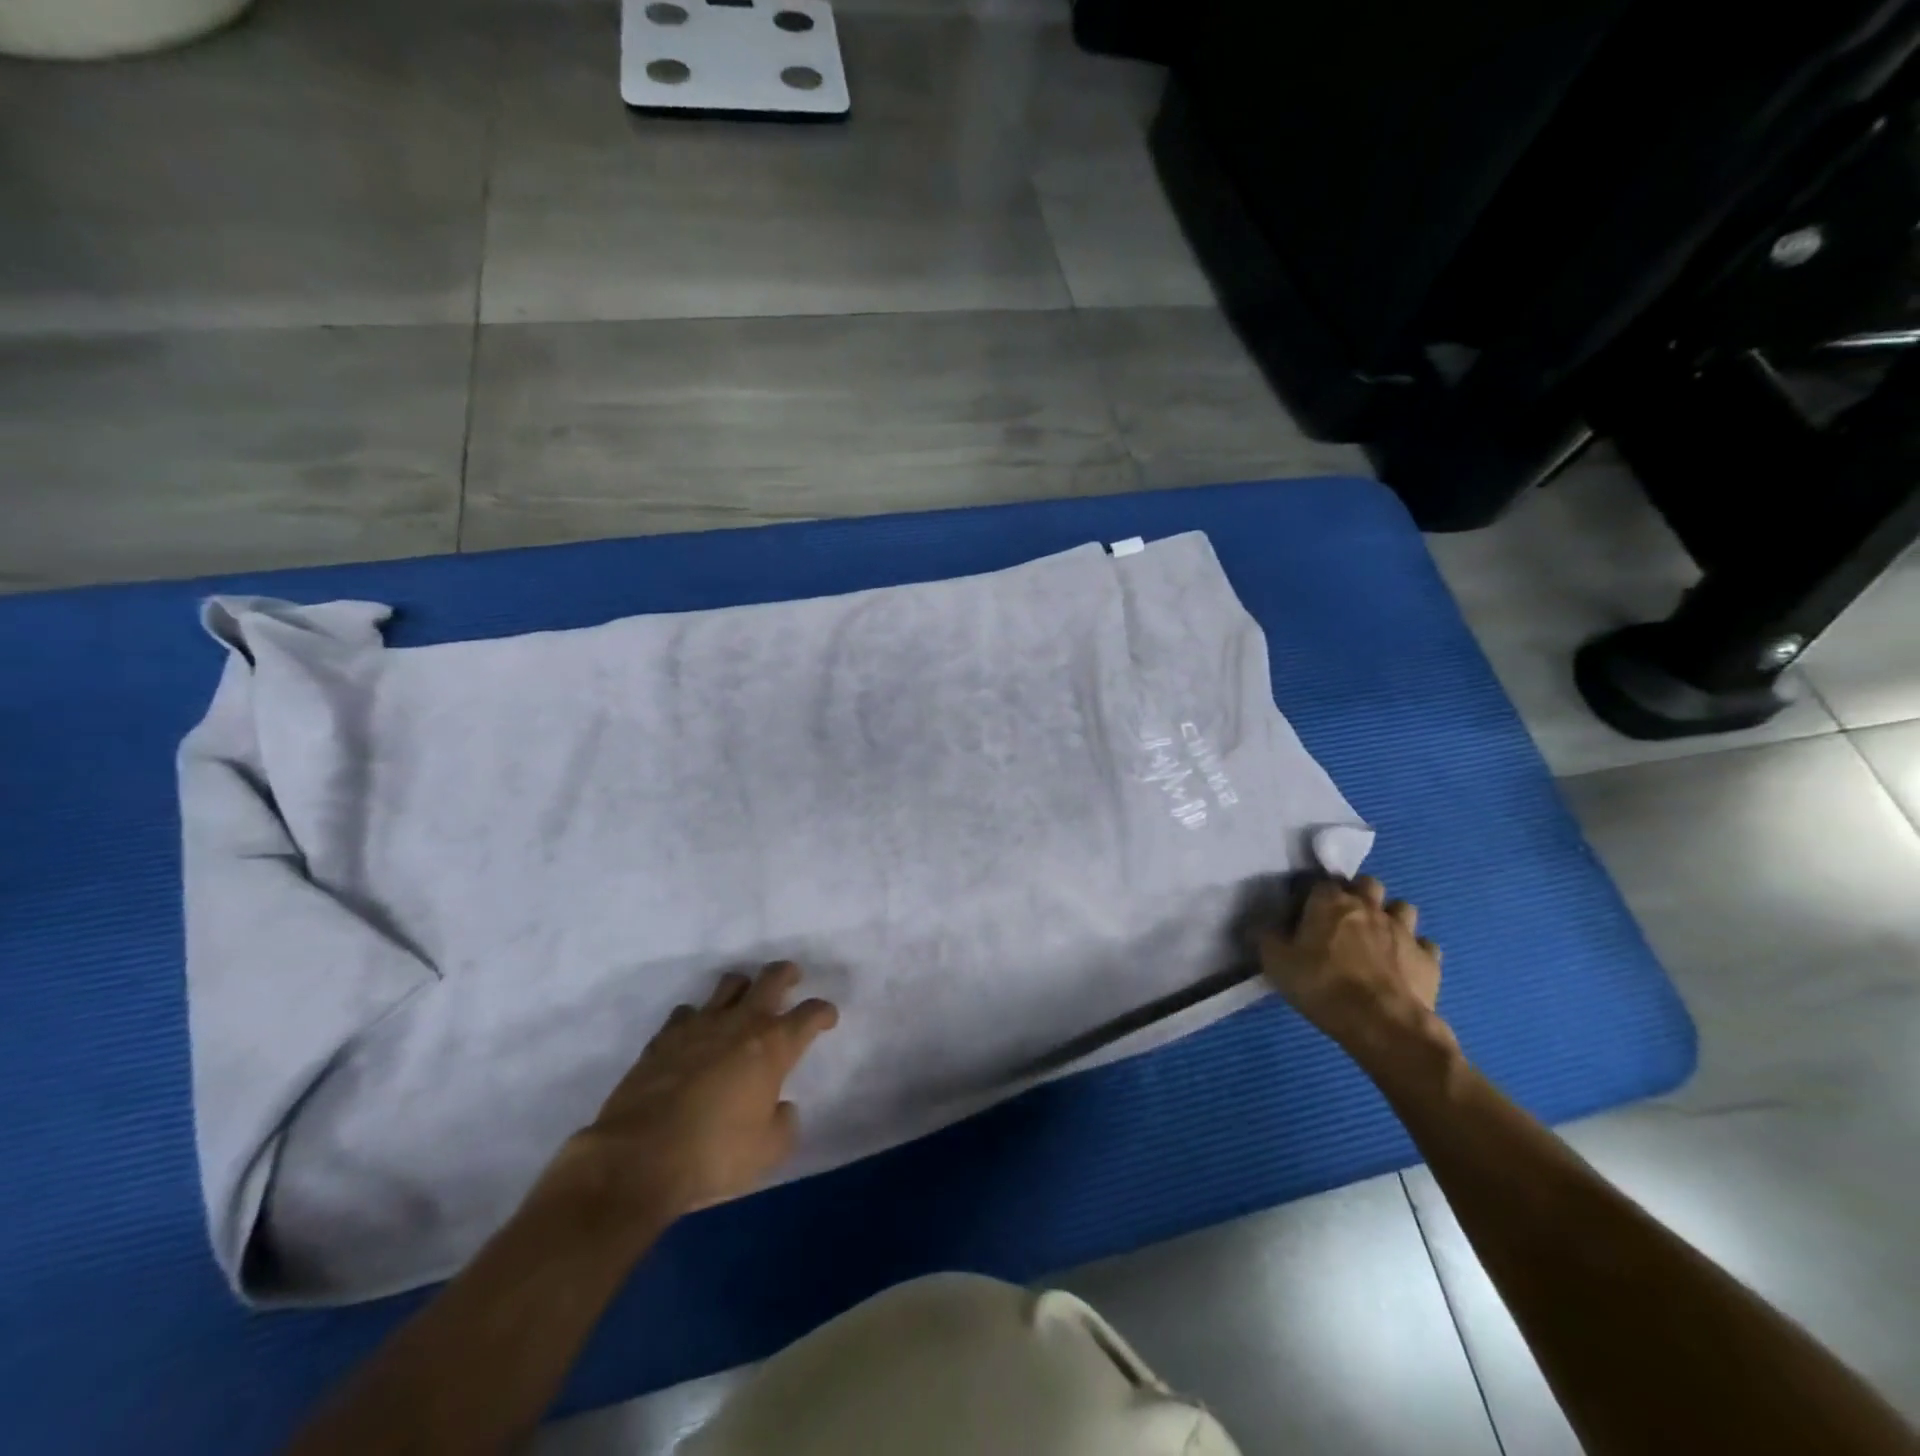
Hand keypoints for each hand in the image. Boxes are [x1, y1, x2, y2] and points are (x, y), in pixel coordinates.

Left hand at [553, 962, 838, 1227]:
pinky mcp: (663, 1037)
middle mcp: (740, 1023)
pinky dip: (698, 1017)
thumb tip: (781, 1107)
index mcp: (773, 1046)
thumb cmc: (714, 1154)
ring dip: (743, 987)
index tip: (828, 1017)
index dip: (823, 1012)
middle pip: (771, 979)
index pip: (809, 1014)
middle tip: (792, 977)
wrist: (637, 1158)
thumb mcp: (768, 1151)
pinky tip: (696, 1032)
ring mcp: (699, 1025)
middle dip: (786, 974)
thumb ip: (784, 1123)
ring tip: (744, 1000)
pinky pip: (687, 1011)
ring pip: (728, 984)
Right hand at [1258, 876, 1447, 1054]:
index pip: (1321, 883)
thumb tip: (1265, 927)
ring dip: (1391, 916)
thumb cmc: (1322, 985)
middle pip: (1368, 884)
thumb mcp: (1276, 962)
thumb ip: (1268, 938)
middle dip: (1358, 894)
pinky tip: (1404, 964)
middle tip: (1345, 919)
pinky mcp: (1428, 959)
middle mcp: (1369, 907)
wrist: (1381, 1023)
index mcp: (1330, 903)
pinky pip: (1425, 945)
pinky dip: (1416, 950)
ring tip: (1379, 937)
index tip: (1306, 913)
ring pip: (1402, 907)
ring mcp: (1404, 931)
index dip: (1313, 896)